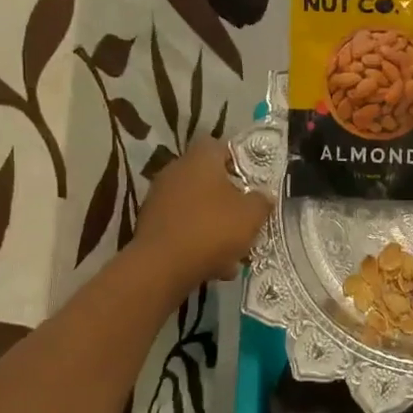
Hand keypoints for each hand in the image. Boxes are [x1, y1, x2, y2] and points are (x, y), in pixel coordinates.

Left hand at [132, 137, 274, 288]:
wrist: (161, 267)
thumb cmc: (212, 229)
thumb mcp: (252, 214)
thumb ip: (262, 200)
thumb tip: (263, 196)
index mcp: (200, 159)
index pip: (219, 145)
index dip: (238, 161)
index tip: (253, 181)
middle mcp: (175, 171)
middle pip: (207, 178)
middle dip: (227, 197)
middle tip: (246, 215)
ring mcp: (158, 198)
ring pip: (195, 206)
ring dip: (213, 223)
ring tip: (234, 249)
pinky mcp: (150, 225)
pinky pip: (182, 227)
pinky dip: (197, 241)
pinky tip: (214, 264)